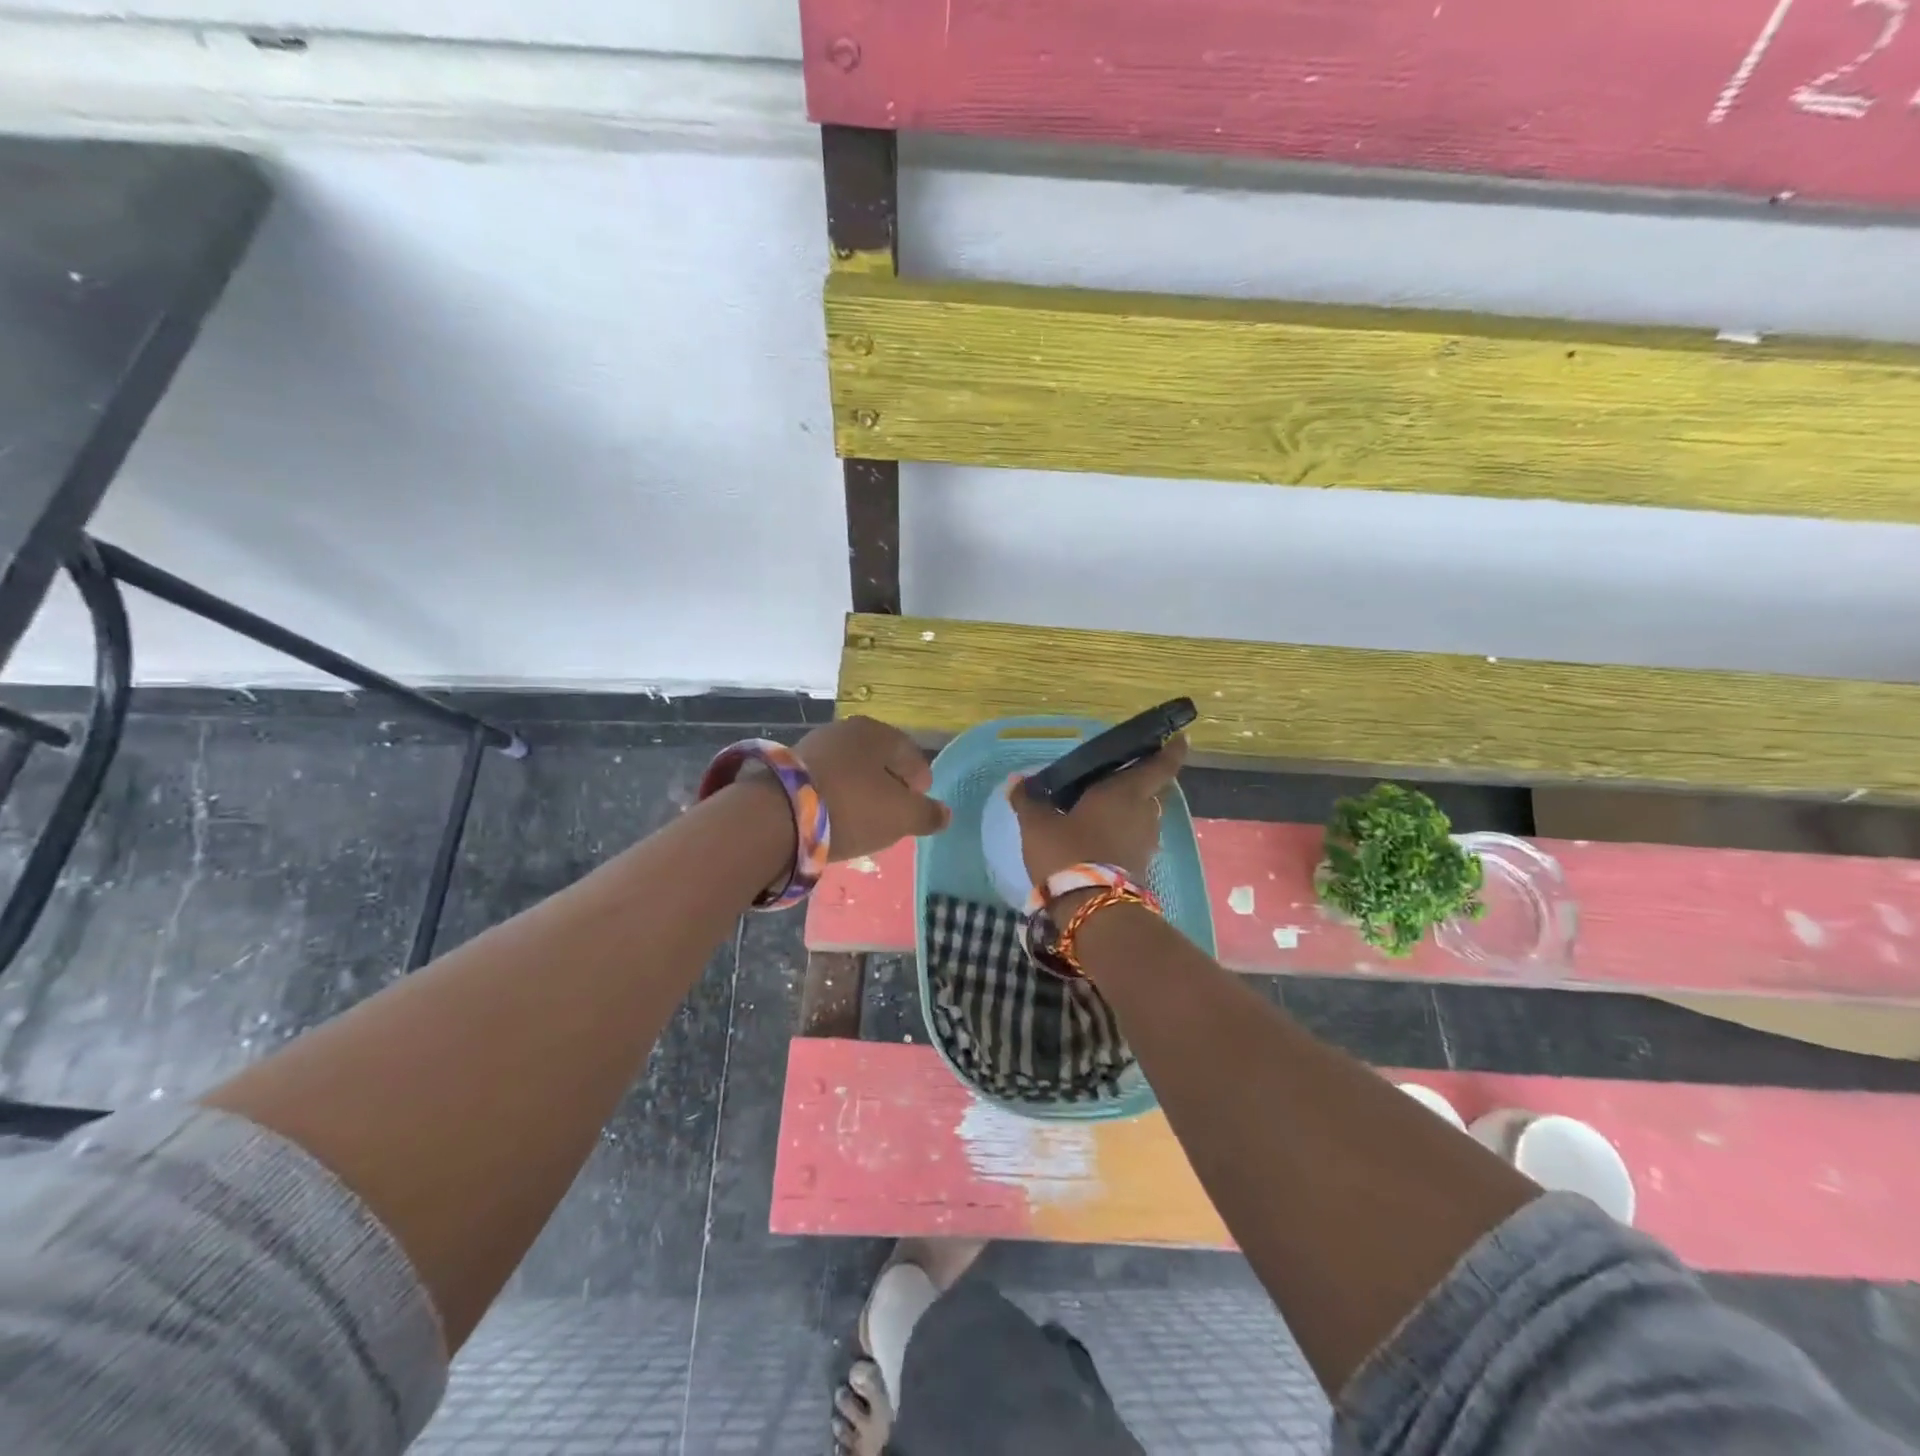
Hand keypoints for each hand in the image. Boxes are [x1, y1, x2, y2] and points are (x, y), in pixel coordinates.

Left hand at [792, 715, 951, 861]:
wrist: (778, 816)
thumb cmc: (853, 808)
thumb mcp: (901, 816)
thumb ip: (927, 814)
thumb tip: (944, 814)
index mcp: (878, 732)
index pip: (911, 754)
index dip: (920, 782)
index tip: (918, 806)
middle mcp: (845, 729)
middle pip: (879, 760)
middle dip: (889, 786)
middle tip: (892, 814)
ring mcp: (813, 745)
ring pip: (850, 770)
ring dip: (860, 791)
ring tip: (862, 819)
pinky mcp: (787, 767)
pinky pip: (824, 781)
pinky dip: (835, 796)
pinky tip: (834, 817)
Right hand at [1012, 735, 1187, 887]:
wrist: (1093, 910)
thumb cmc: (1069, 853)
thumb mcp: (1038, 825)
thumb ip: (1029, 801)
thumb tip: (1016, 781)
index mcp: (1126, 791)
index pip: (1160, 765)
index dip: (1172, 750)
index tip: (1179, 738)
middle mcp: (1144, 812)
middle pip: (1151, 790)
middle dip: (1139, 781)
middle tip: (1115, 776)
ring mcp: (1146, 842)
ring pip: (1143, 816)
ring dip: (1129, 810)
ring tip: (1101, 808)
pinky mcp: (1141, 867)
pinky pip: (1134, 839)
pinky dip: (1122, 834)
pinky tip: (1099, 837)